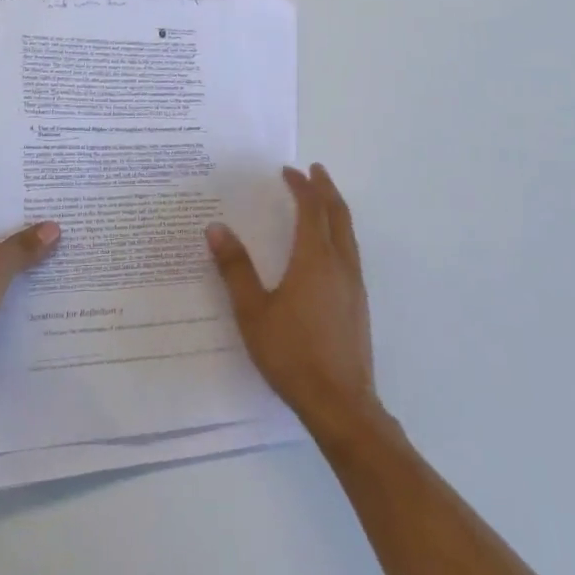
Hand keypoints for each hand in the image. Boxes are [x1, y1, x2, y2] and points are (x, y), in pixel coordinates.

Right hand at [207, 164, 380, 442]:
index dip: (301, 187)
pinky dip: (339, 233)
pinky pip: (351, 252)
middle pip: (338, 215)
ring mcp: (354, 285)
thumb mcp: (253, 311)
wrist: (340, 404)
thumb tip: (216, 228)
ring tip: (323, 200)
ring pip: (349, 234)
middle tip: (315, 171)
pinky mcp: (358, 305)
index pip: (311, 209)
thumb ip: (235, 268)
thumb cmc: (292, 354)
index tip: (288, 171)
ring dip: (335, 210)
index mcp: (315, 259)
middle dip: (326, 189)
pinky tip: (329, 248)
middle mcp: (340, 264)